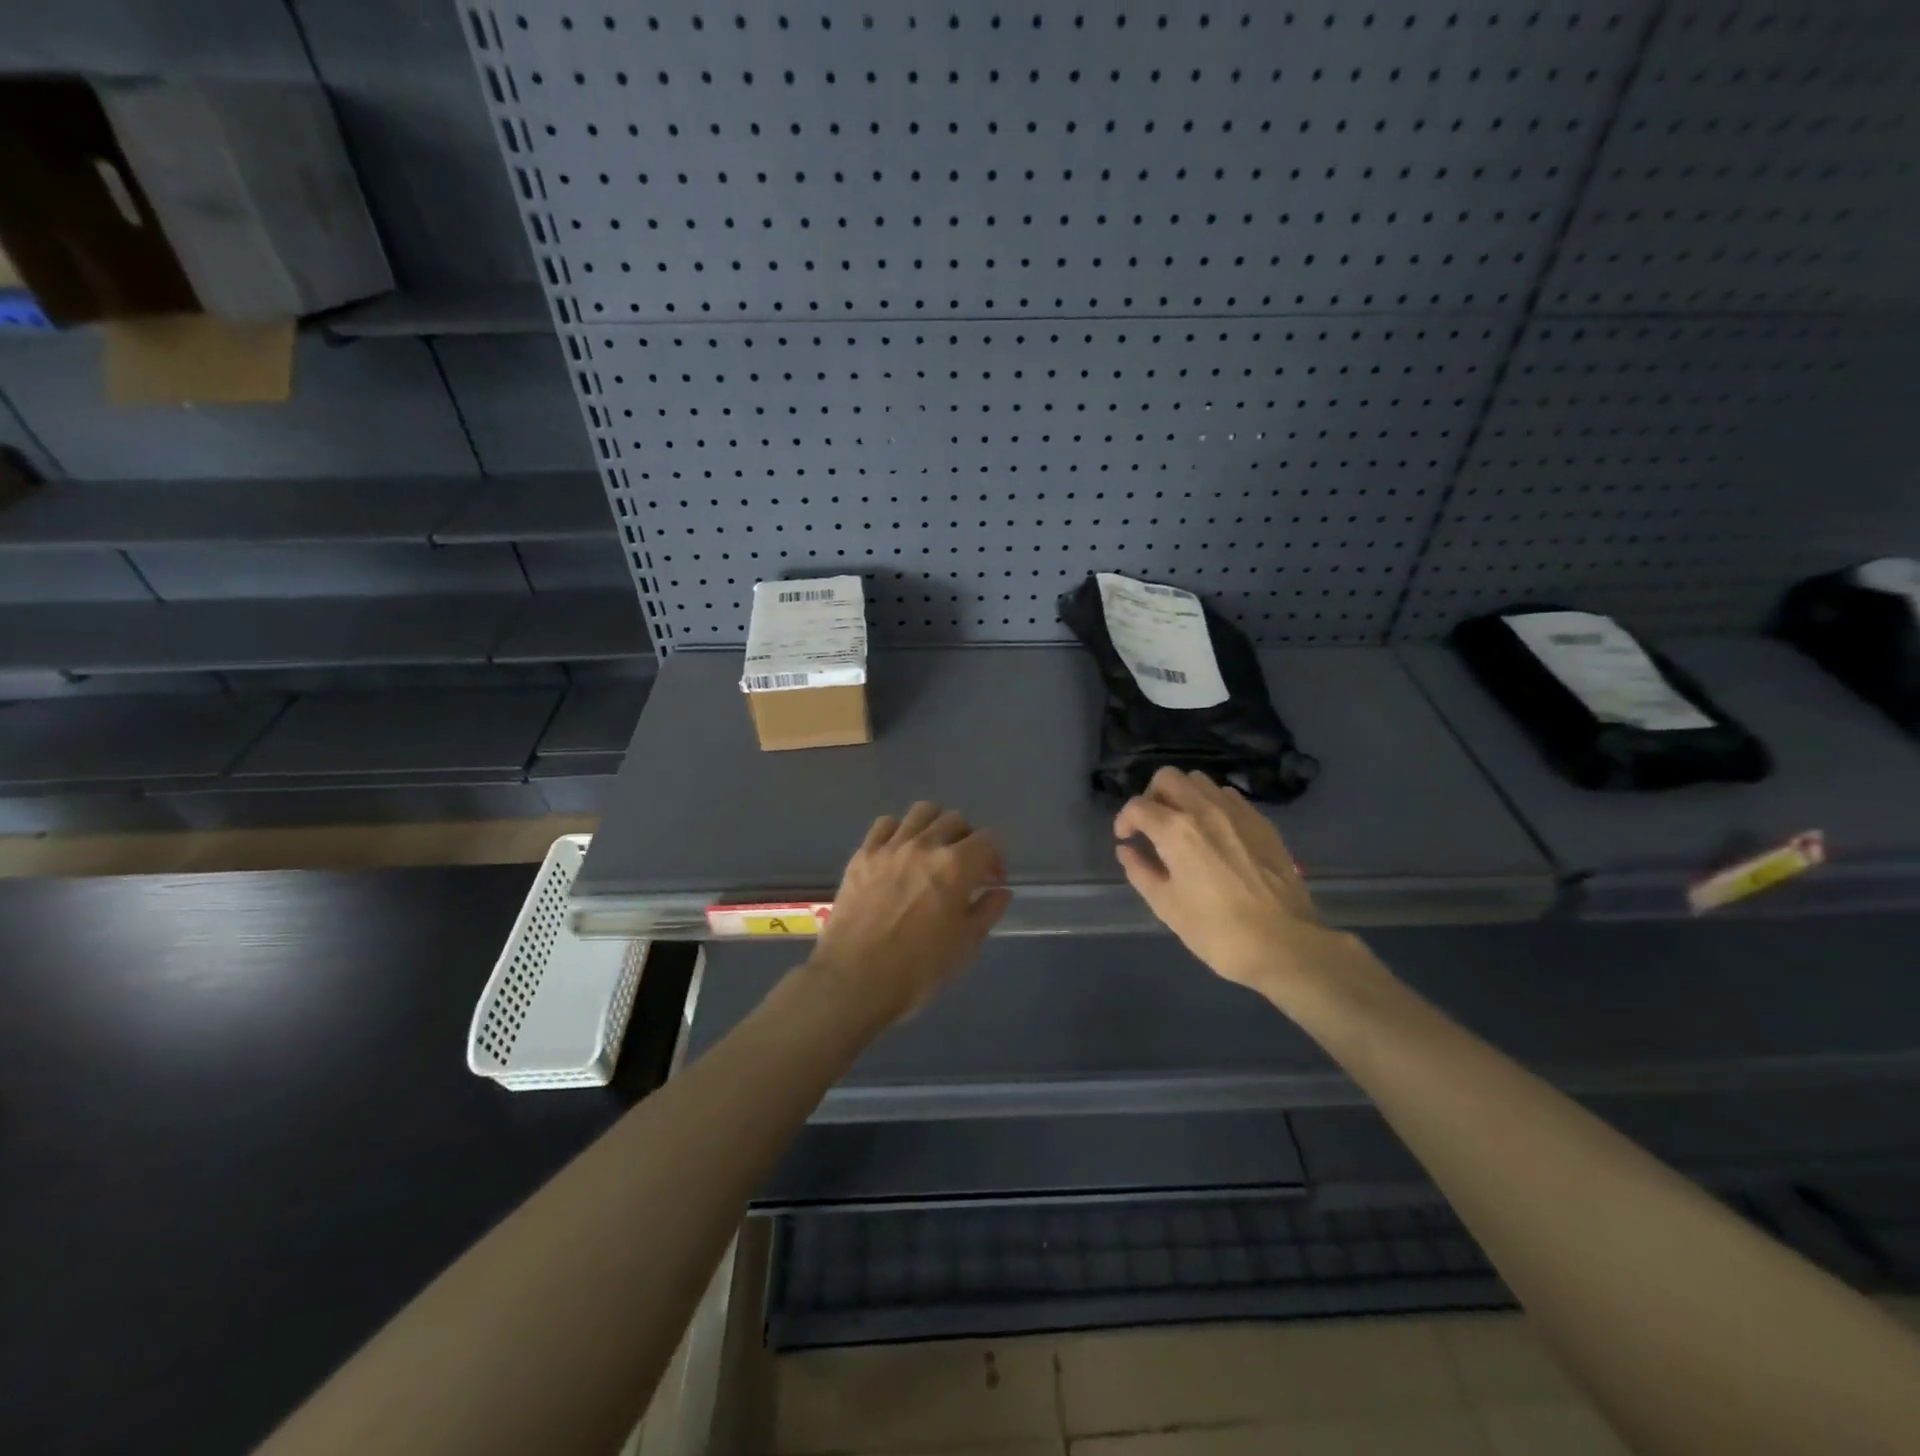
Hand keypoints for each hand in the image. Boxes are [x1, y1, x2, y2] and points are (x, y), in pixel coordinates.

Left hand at [806, 801, 1011, 1028]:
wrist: (853, 981)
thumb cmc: (917, 970)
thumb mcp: (965, 946)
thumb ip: (987, 911)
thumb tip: (999, 890)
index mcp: (956, 866)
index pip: (990, 839)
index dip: (997, 857)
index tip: (992, 880)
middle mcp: (925, 845)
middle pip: (956, 820)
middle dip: (967, 839)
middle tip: (964, 868)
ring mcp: (890, 847)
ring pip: (921, 812)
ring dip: (934, 826)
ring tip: (932, 852)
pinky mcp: (862, 855)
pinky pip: (885, 824)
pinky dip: (898, 831)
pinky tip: (898, 853)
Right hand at [1114, 767, 1368, 1005]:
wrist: (1283, 944)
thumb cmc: (1216, 930)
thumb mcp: (1166, 906)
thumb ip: (1140, 871)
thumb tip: (1126, 850)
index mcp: (1176, 830)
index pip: (1138, 806)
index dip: (1124, 820)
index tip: (1126, 839)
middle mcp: (1205, 809)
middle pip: (1168, 777)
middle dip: (1152, 796)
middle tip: (1151, 825)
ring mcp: (1238, 812)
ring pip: (1200, 781)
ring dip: (1183, 796)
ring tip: (1183, 826)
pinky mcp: (1262, 823)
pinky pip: (1229, 796)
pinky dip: (1212, 804)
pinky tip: (1215, 833)